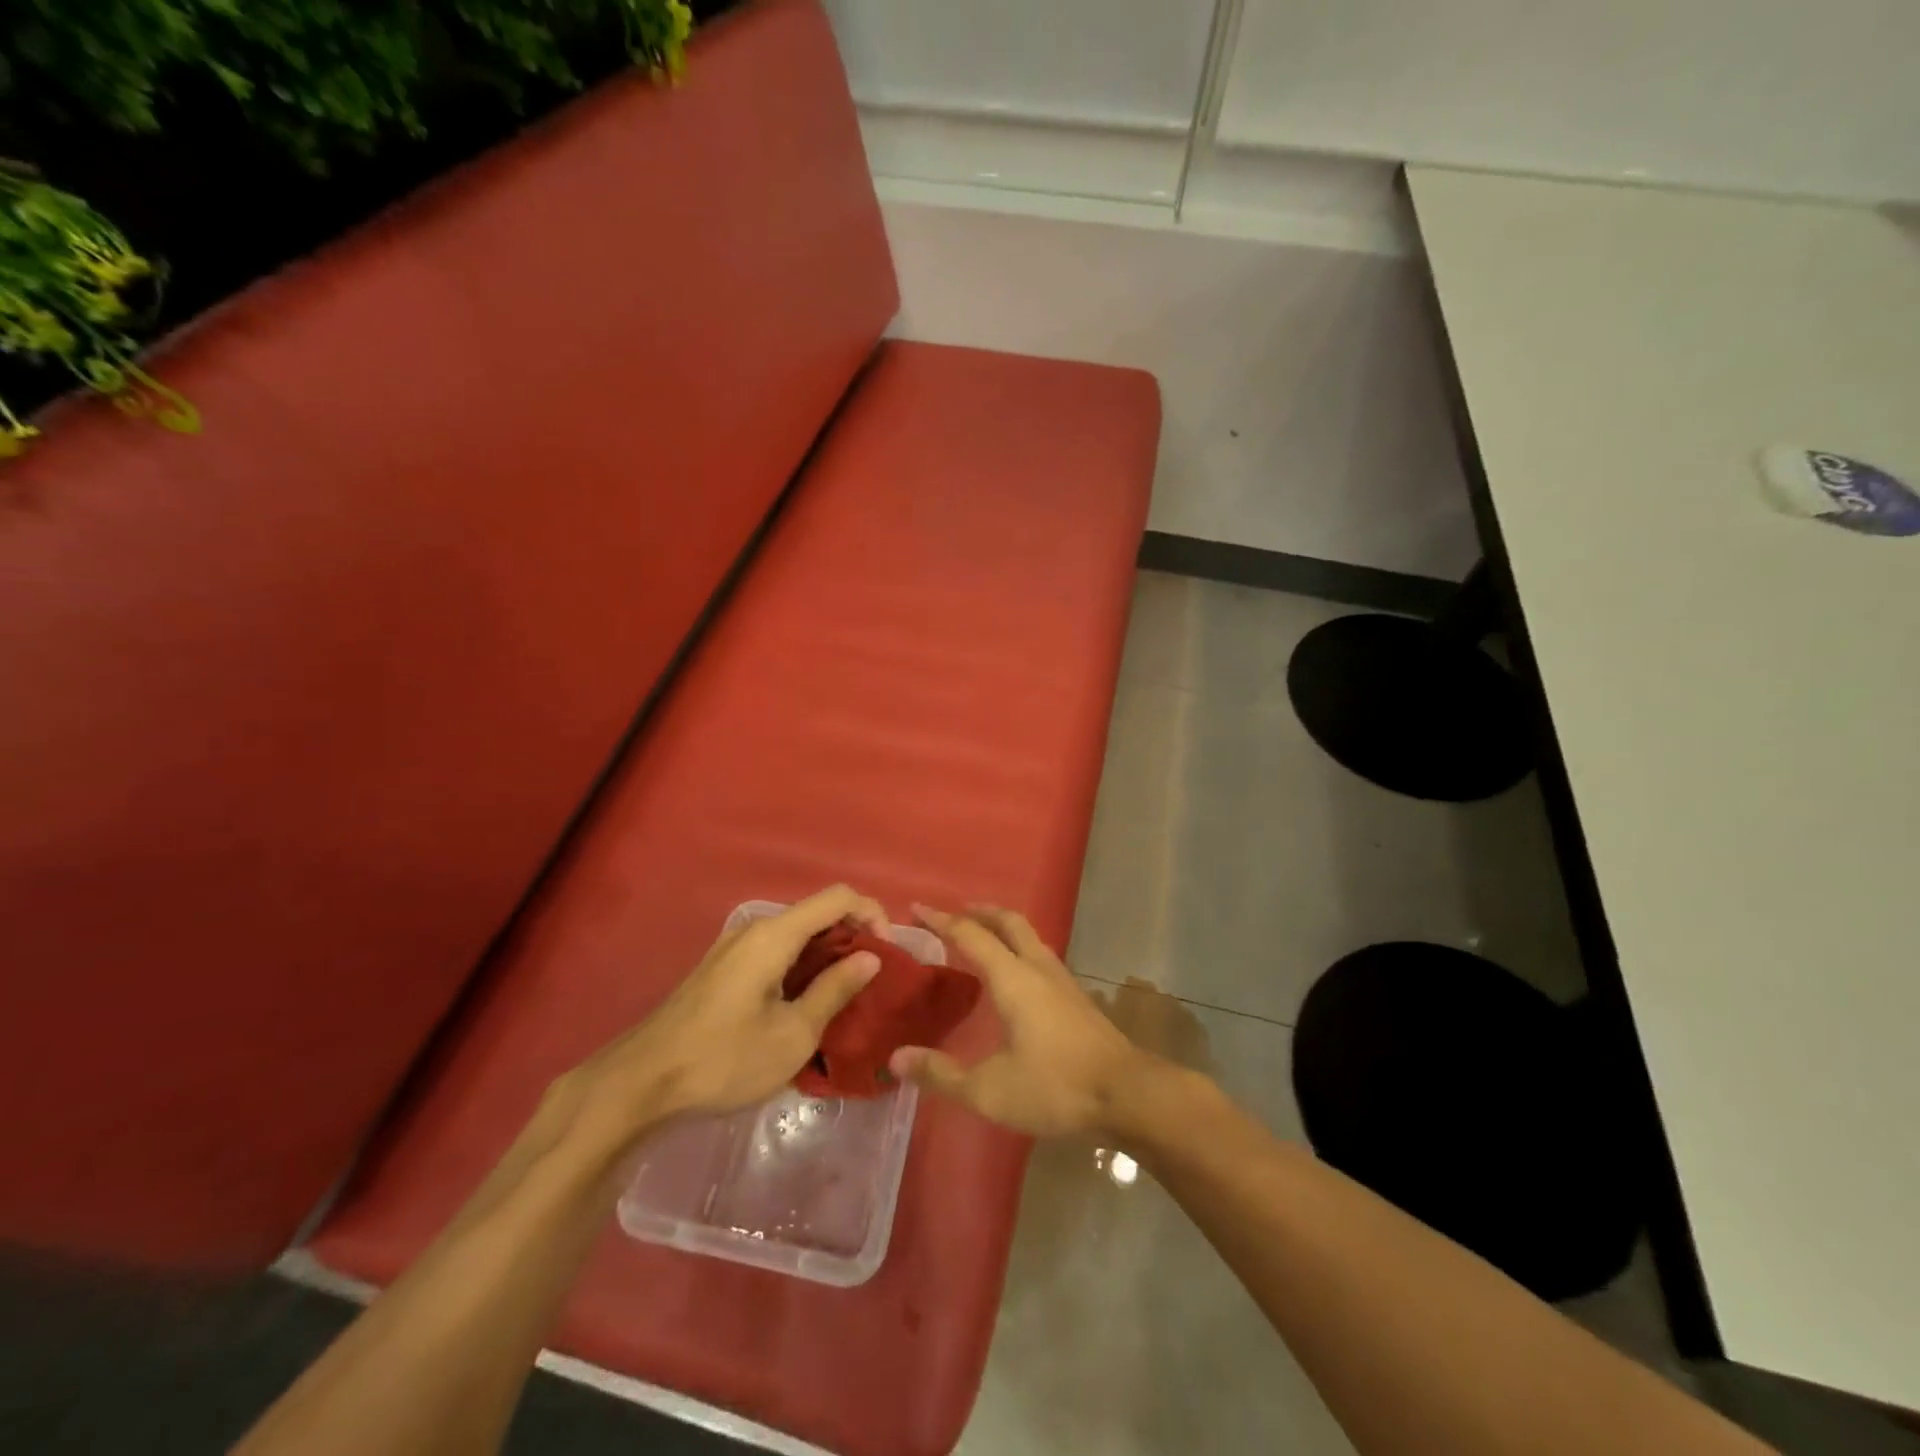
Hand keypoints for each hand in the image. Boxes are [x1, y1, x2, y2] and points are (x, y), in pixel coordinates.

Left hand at [560, 886, 886, 1147]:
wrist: (640, 1084)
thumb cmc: (724, 1059)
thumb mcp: (792, 1034)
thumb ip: (835, 990)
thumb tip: (870, 957)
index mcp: (775, 935)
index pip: (838, 897)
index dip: (872, 914)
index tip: (886, 954)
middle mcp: (755, 930)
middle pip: (817, 913)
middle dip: (853, 937)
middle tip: (871, 982)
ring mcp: (734, 948)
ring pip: (796, 935)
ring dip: (827, 955)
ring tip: (844, 997)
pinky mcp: (722, 969)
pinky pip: (775, 952)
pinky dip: (801, 966)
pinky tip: (804, 1005)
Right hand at [889, 904, 1160, 1138]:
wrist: (1127, 1093)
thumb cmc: (1055, 1086)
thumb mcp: (989, 1090)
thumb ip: (941, 1073)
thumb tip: (896, 1058)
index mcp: (1012, 978)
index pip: (970, 935)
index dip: (941, 920)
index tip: (916, 908)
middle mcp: (1037, 967)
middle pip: (1007, 921)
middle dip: (978, 911)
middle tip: (953, 914)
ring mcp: (1061, 979)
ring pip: (1028, 935)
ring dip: (1001, 927)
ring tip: (981, 937)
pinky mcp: (1076, 996)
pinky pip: (1039, 955)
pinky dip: (1018, 948)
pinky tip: (1015, 975)